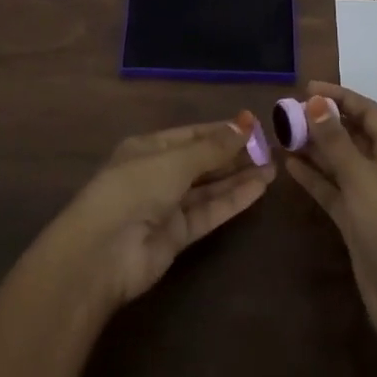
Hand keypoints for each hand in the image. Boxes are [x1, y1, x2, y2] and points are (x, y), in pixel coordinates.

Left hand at [44, 114, 275, 312]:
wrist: (103, 254)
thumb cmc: (134, 189)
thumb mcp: (175, 161)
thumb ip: (213, 147)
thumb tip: (246, 122)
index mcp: (148, 148)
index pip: (192, 134)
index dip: (222, 130)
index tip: (254, 126)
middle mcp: (158, 174)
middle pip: (202, 161)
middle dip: (234, 155)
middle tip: (270, 148)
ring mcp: (167, 206)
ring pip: (209, 187)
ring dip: (238, 178)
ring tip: (273, 168)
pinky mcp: (178, 236)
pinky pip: (209, 212)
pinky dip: (233, 200)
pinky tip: (259, 189)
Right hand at [284, 82, 376, 349]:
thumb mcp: (360, 177)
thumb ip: (335, 140)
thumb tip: (315, 102)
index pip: (367, 111)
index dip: (339, 96)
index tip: (306, 88)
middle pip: (352, 134)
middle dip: (323, 121)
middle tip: (287, 111)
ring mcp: (371, 196)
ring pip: (340, 161)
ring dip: (315, 147)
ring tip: (282, 133)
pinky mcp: (357, 220)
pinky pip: (333, 188)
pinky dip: (314, 176)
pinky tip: (289, 164)